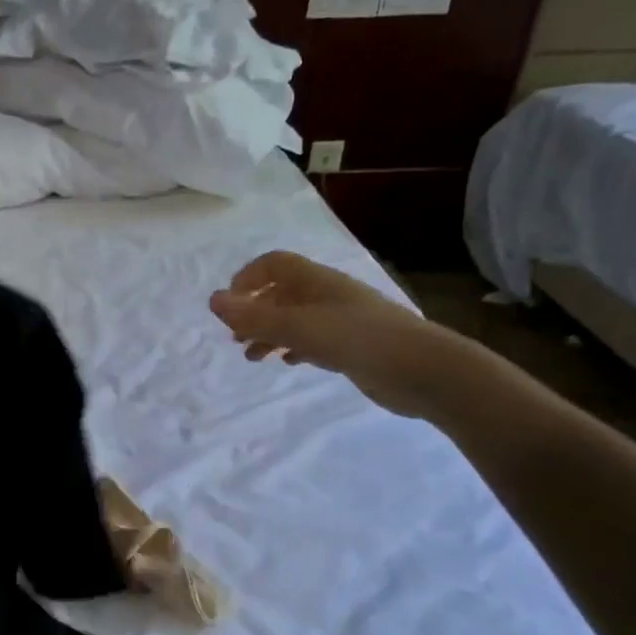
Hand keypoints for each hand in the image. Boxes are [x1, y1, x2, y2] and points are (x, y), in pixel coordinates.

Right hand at [208, 251, 466, 418]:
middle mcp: (327, 295)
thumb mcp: (299, 327)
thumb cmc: (358, 339)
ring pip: (294, 319)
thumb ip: (254, 318)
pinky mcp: (351, 345)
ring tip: (253, 357)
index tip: (229, 307)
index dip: (247, 279)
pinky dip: (293, 347)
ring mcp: (341, 320)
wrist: (423, 370)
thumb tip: (212, 301)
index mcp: (316, 281)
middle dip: (254, 311)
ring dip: (269, 333)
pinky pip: (312, 339)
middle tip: (235, 336)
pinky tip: (288, 362)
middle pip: (281, 292)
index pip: (273, 264)